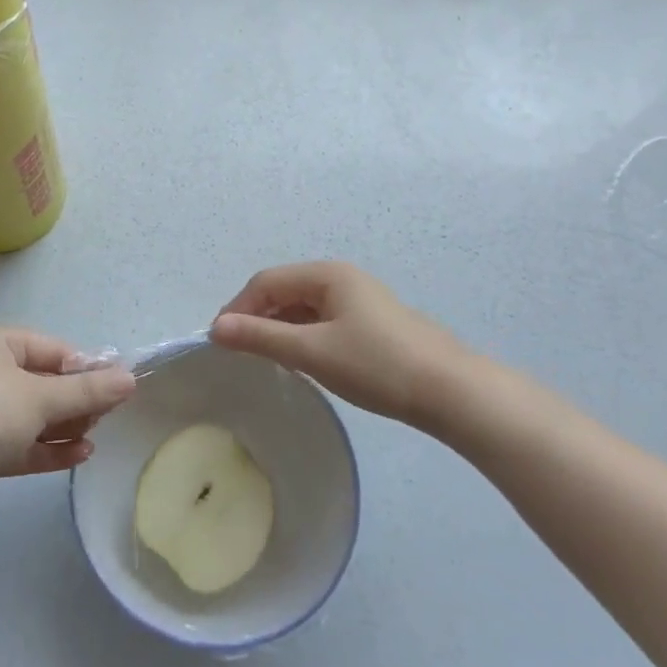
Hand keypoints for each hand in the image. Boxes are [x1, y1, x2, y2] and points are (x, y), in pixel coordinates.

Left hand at [0, 329, 135, 528]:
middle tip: (105, 416)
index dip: (85, 368)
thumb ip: (88, 391)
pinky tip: (80, 455)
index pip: (53, 349)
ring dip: (65, 425)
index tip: (115, 389)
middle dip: (76, 400)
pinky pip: (22, 442)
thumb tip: (130, 379)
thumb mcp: (42, 397)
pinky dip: (49, 447)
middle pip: (45, 382)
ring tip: (93, 437)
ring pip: (34, 415)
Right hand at [210, 262, 478, 431]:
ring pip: (303, 308)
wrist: (451, 392)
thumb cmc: (376, 365)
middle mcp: (341, 279)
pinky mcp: (371, 324)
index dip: (238, 308)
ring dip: (278, 328)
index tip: (219, 341)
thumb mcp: (312, 351)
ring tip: (265, 358)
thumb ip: (261, 337)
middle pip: (284, 290)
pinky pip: (322, 321)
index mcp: (327, 274)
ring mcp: (359, 301)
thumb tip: (215, 328)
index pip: (266, 281)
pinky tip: (300, 360)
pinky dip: (302, 336)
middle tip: (239, 351)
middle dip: (257, 317)